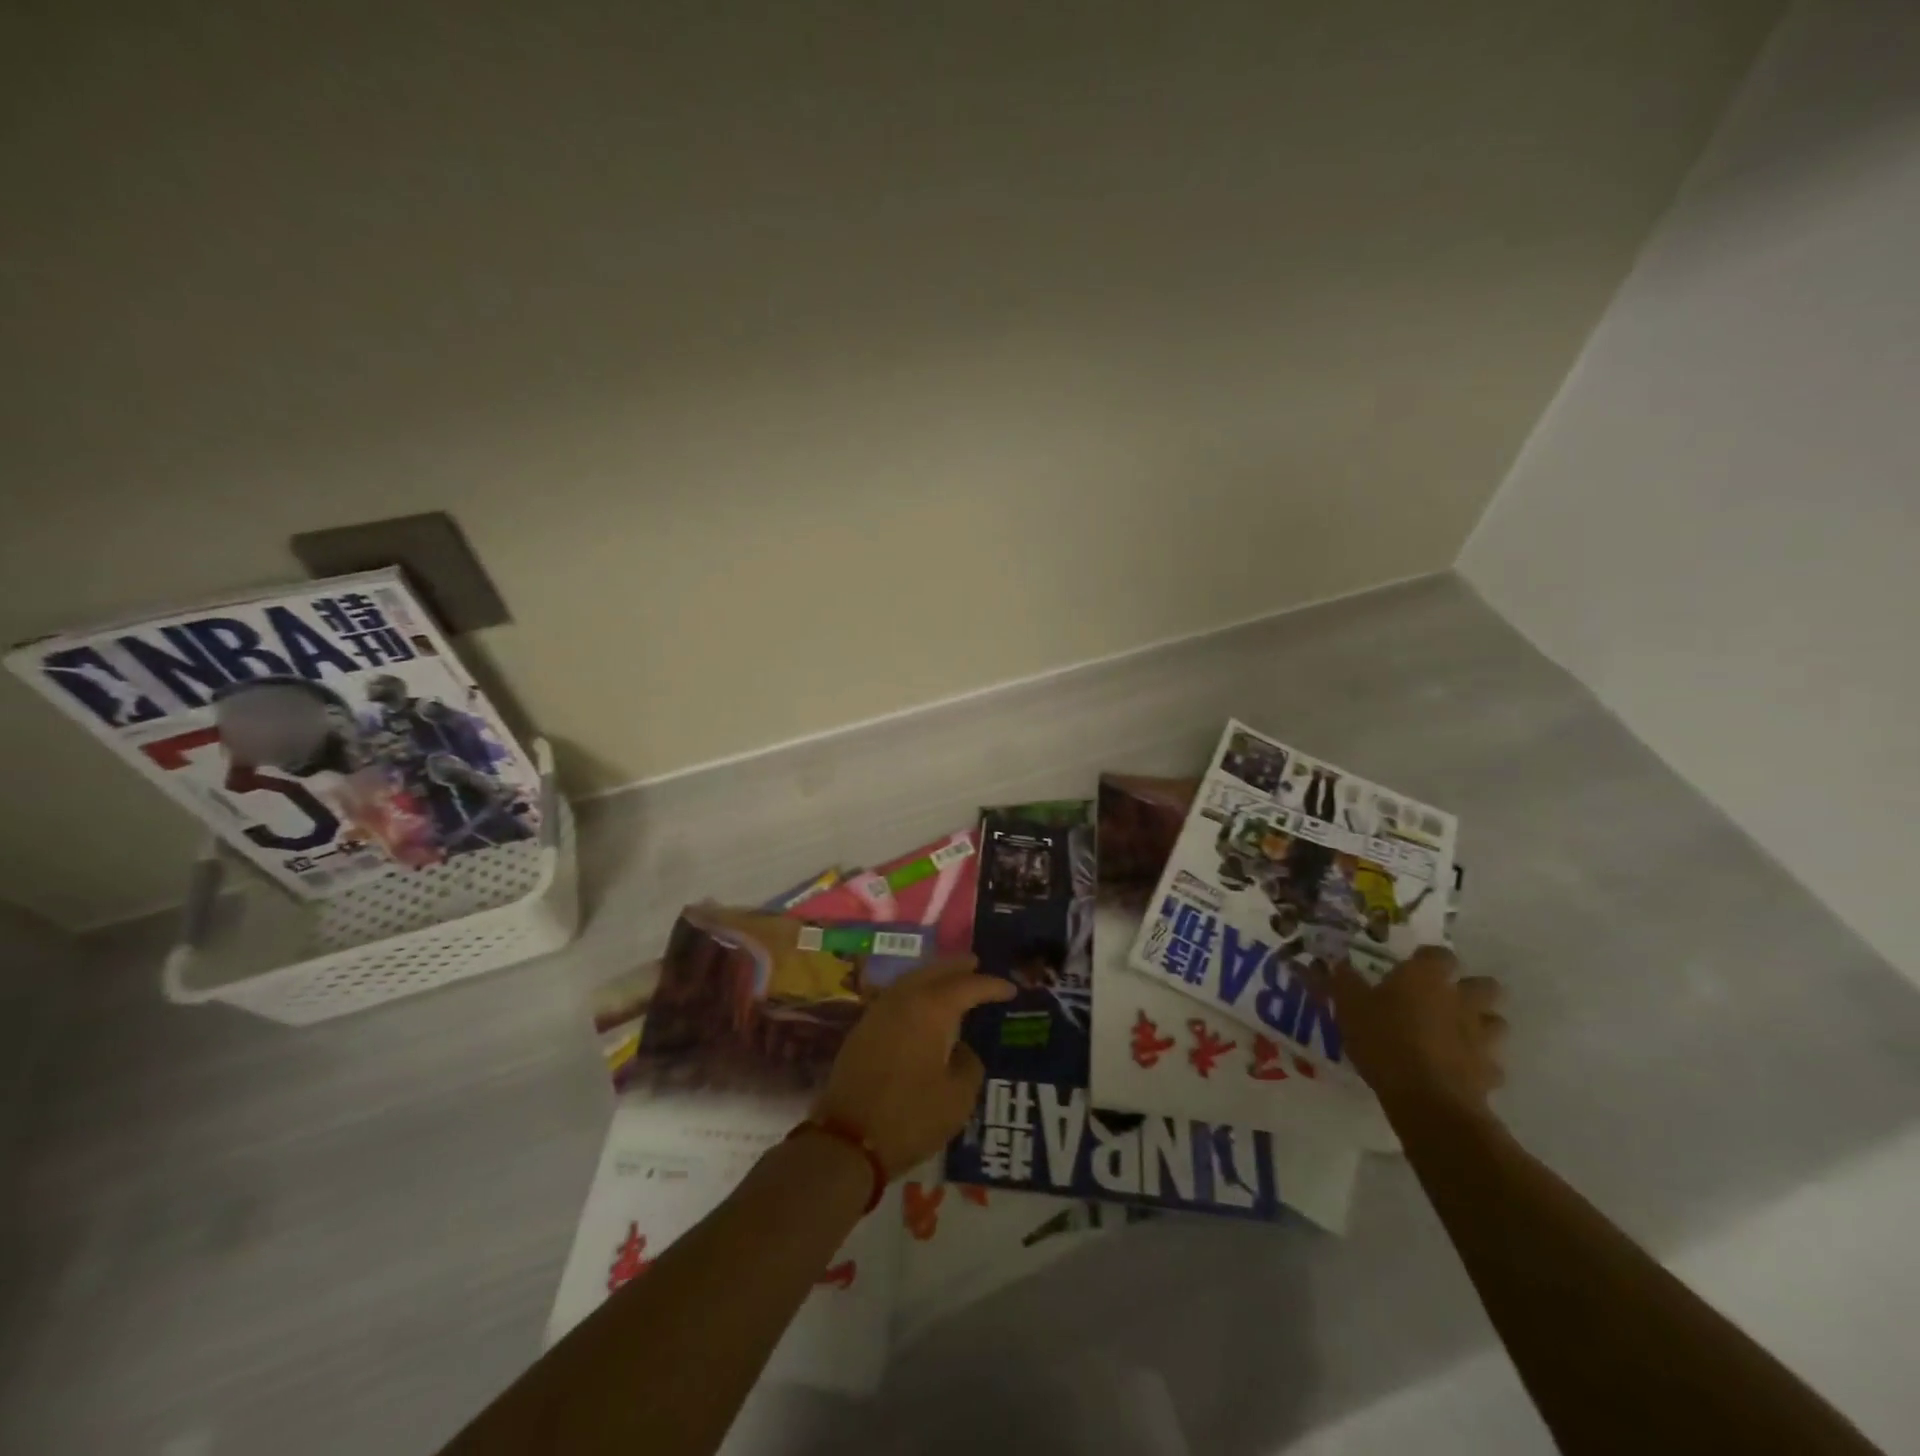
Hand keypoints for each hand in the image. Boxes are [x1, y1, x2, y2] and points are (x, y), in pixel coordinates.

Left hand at [813, 958, 1015, 1176]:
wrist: (847, 1140)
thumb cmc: (910, 1117)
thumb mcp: (957, 1098)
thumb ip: (969, 1065)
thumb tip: (963, 1050)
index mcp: (930, 1009)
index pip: (967, 986)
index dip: (991, 986)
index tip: (1010, 989)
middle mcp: (903, 1000)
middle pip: (935, 971)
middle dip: (958, 967)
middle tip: (978, 965)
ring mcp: (878, 1011)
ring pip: (912, 980)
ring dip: (934, 976)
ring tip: (953, 980)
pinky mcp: (863, 1029)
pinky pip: (896, 996)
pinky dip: (915, 992)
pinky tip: (923, 1005)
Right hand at [1319, 946, 1506, 1118]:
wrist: (1426, 1097)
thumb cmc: (1383, 1039)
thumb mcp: (1348, 1006)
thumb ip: (1344, 981)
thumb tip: (1336, 963)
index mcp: (1427, 978)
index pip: (1440, 954)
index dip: (1428, 959)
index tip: (1412, 967)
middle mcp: (1461, 1000)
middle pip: (1485, 985)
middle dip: (1470, 990)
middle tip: (1443, 999)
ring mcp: (1481, 1037)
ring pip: (1495, 1022)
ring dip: (1481, 1025)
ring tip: (1455, 1034)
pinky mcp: (1489, 1072)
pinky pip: (1490, 1064)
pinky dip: (1478, 1065)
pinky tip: (1457, 1071)